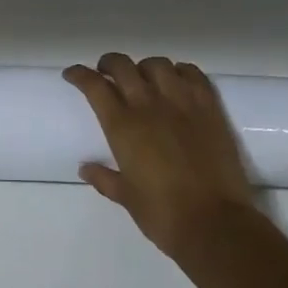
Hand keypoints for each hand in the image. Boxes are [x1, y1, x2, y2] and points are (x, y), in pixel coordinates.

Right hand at [65, 53, 259, 256]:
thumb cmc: (163, 214)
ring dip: (145, 67)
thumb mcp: (126, 197)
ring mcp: (182, 103)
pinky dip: (181, 71)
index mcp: (122, 126)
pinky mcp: (210, 108)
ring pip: (157, 65)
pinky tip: (177, 81)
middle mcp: (148, 105)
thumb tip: (85, 168)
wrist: (215, 224)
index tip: (72, 74)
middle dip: (109, 63)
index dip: (79, 74)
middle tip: (106, 72)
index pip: (94, 85)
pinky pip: (193, 74)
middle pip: (123, 66)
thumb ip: (104, 178)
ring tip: (144, 78)